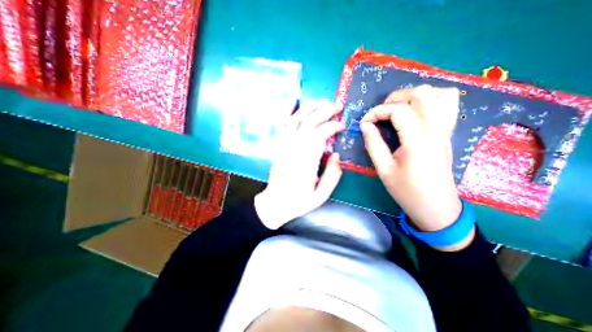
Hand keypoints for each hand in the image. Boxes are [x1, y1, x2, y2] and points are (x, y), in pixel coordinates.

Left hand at [255, 102, 346, 228]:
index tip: (342, 126)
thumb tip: (337, 155)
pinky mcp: (278, 145)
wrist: (274, 203)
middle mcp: (293, 149)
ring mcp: (283, 145)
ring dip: (310, 107)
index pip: (319, 135)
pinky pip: (281, 124)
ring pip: (295, 119)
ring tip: (323, 101)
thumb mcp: (321, 195)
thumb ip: (332, 175)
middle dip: (324, 111)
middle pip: (309, 123)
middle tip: (338, 105)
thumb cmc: (298, 201)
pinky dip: (287, 110)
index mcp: (305, 162)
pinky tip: (294, 100)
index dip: (332, 127)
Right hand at [358, 86, 474, 251]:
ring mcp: (445, 129)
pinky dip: (432, 99)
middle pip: (419, 94)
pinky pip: (449, 103)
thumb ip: (373, 144)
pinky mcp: (448, 132)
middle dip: (393, 99)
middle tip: (379, 115)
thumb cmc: (407, 190)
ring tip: (397, 109)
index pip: (397, 110)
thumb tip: (365, 125)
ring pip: (437, 93)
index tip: (364, 123)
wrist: (436, 206)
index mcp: (417, 140)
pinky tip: (417, 110)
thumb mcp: (383, 169)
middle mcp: (435, 129)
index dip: (376, 112)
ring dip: (413, 96)